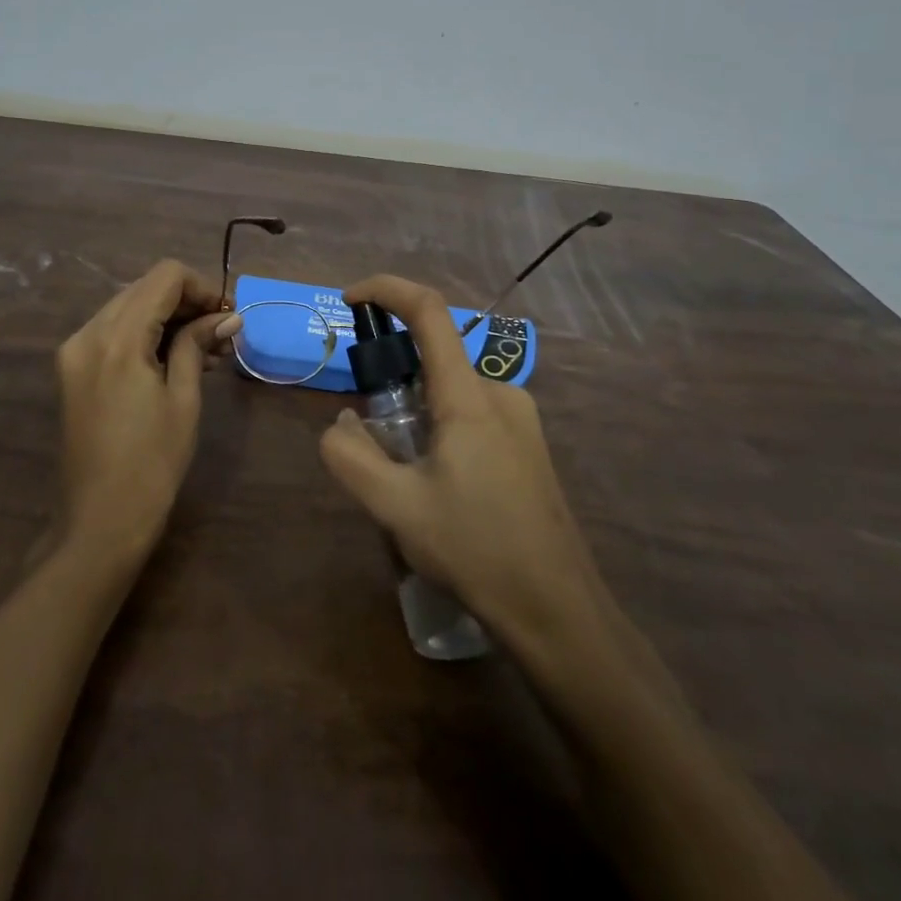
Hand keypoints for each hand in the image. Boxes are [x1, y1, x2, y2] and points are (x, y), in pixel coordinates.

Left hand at [55, 259, 241, 562]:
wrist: (99, 522)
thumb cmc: (152, 463)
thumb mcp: (183, 399)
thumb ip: (198, 345)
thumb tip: (228, 316)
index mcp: (117, 338)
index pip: (164, 277)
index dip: (202, 287)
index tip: (228, 315)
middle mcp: (88, 333)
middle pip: (144, 288)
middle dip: (186, 301)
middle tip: (222, 333)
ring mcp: (74, 351)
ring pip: (128, 307)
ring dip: (166, 317)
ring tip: (205, 350)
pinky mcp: (72, 369)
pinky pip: (112, 332)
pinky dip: (144, 334)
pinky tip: (173, 359)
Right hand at [318, 274, 602, 639]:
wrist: (558, 611)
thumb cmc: (476, 550)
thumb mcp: (396, 507)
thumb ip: (351, 457)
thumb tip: (342, 422)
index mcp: (469, 396)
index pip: (429, 311)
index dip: (386, 289)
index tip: (349, 300)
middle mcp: (500, 392)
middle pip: (435, 356)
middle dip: (393, 378)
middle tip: (374, 437)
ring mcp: (520, 418)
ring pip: (451, 390)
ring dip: (416, 411)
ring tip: (407, 476)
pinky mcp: (529, 443)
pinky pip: (472, 412)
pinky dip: (440, 426)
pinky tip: (439, 486)